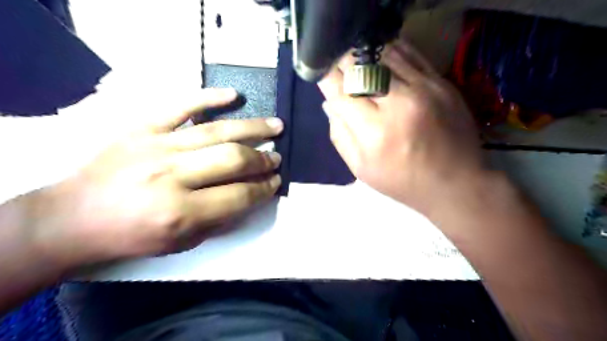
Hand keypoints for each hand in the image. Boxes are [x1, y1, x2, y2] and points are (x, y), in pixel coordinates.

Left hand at [25, 89, 283, 270]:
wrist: (75, 217)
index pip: (239, 195)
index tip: (276, 181)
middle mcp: (171, 176)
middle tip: (277, 158)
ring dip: (253, 128)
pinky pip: (180, 106)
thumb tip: (251, 195)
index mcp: (181, 212)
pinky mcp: (141, 128)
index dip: (264, 188)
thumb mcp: (182, 242)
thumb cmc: (132, 236)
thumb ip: (220, 218)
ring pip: (216, 131)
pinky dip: (209, 98)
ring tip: (275, 126)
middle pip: (232, 159)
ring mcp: (156, 146)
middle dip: (263, 159)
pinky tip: (233, 95)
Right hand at [318, 39, 486, 216]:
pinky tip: (380, 58)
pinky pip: (410, 54)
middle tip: (337, 66)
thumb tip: (329, 104)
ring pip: (383, 55)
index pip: (341, 92)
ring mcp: (423, 88)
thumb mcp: (361, 169)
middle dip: (342, 63)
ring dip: (364, 56)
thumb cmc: (402, 182)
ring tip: (357, 63)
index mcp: (375, 132)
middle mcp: (398, 104)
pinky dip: (390, 52)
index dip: (326, 78)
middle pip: (360, 67)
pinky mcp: (441, 82)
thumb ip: (340, 135)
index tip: (320, 72)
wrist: (455, 183)